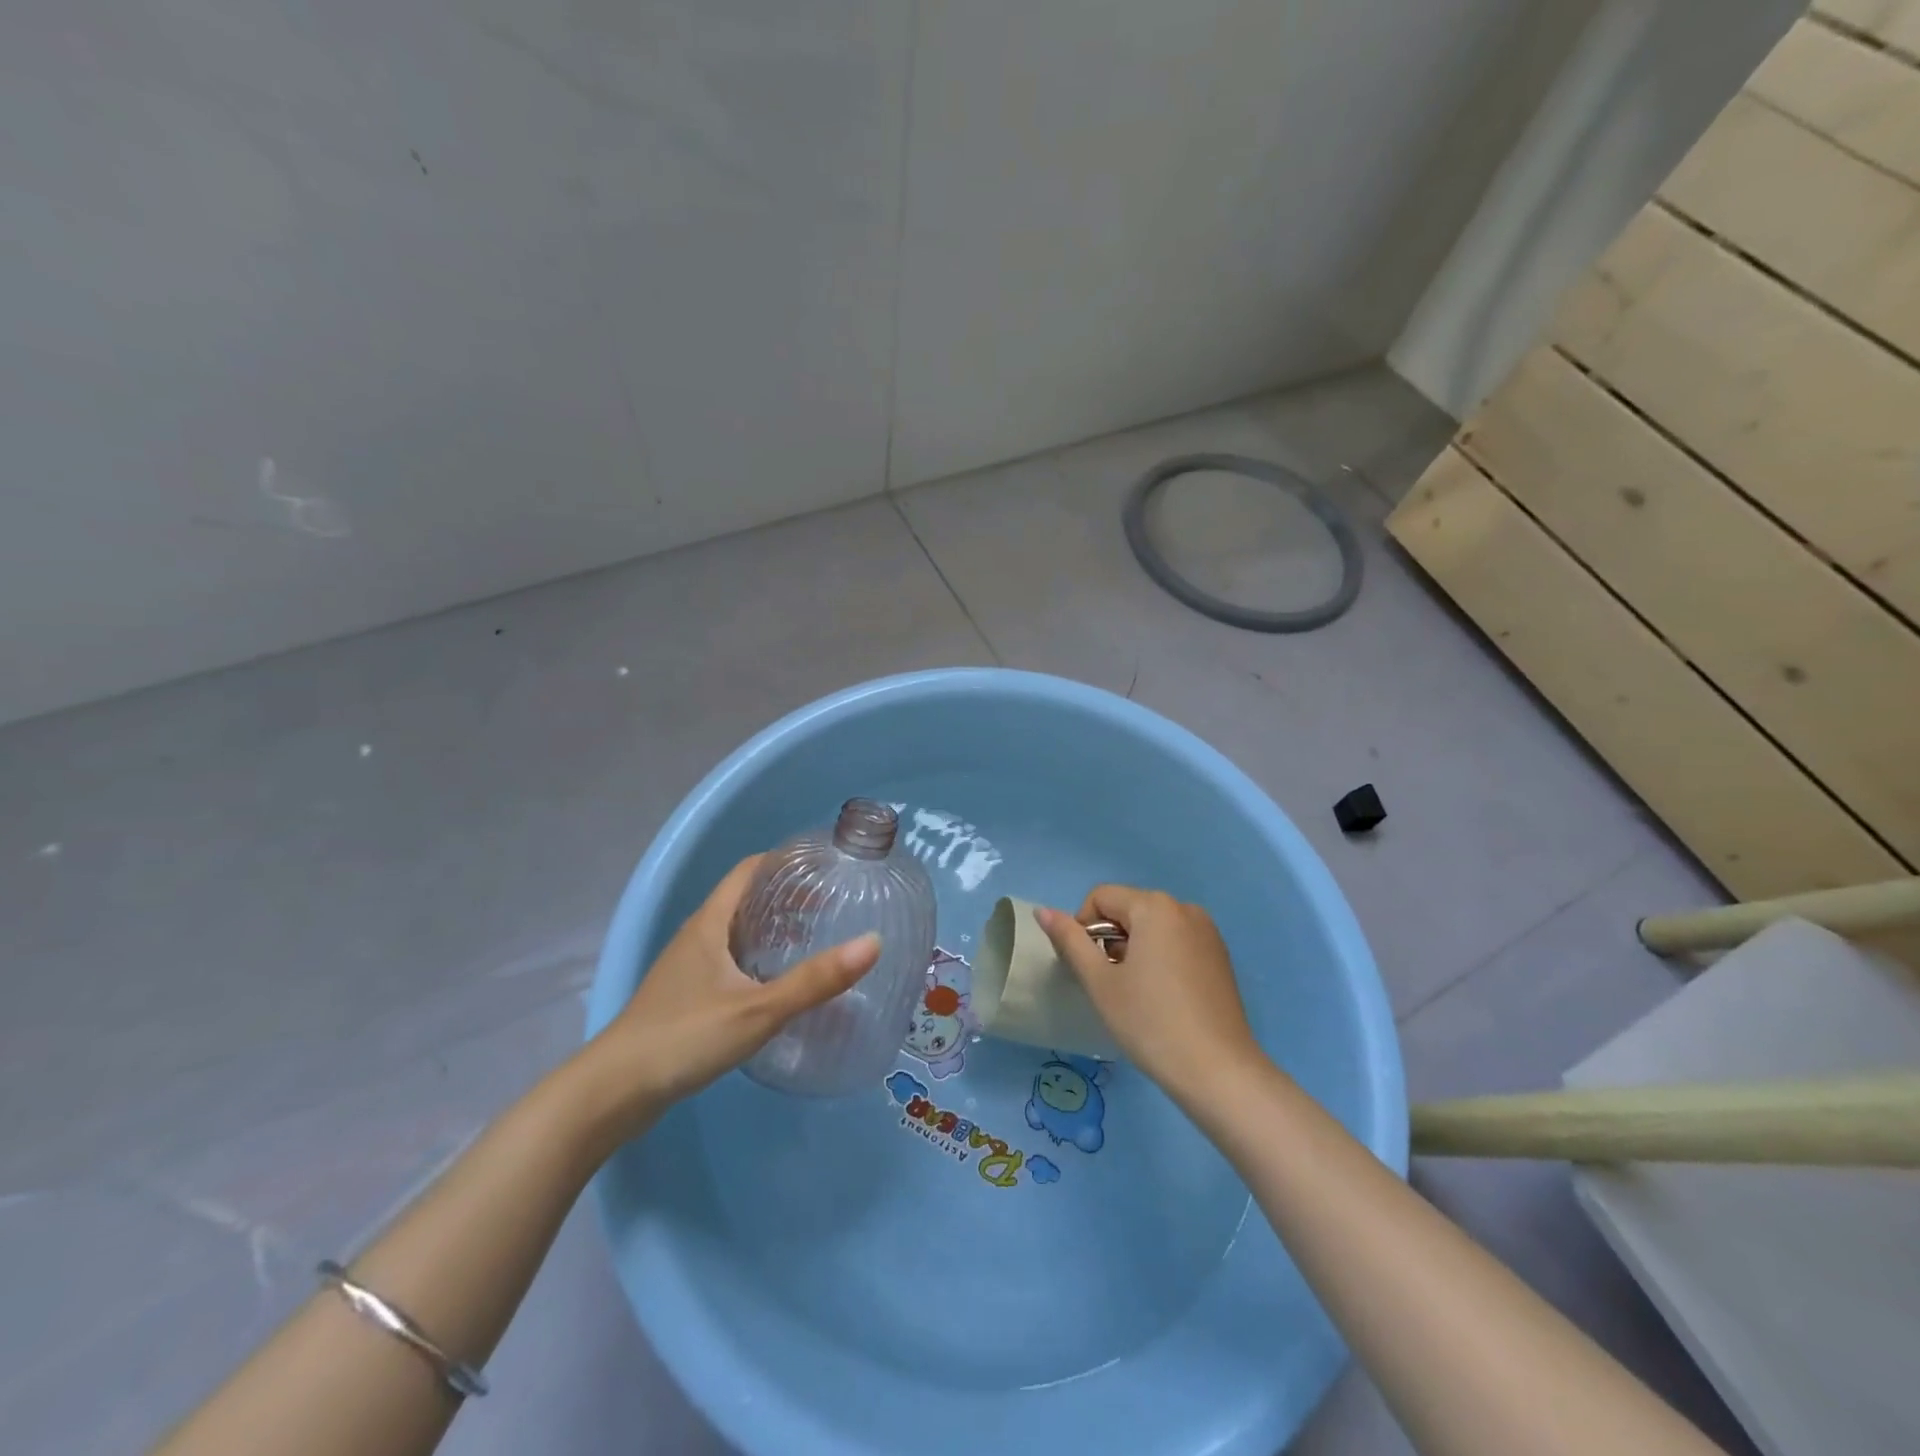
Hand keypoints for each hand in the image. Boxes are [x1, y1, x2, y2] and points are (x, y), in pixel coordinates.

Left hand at [582, 855, 881, 1134]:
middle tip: (832, 904)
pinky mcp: (686, 997)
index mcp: (710, 923)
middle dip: (787, 896)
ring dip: (774, 929)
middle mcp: (697, 936)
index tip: (824, 865)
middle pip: (746, 899)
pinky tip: (780, 984)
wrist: (614, 1093)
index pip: (749, 869)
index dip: (785, 861)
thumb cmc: (684, 1037)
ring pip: (738, 933)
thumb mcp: (758, 1009)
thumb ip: (815, 980)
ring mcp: (688, 968)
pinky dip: (759, 959)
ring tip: (815, 939)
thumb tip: (873, 943)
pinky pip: (730, 962)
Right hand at [1034, 886, 1266, 1105]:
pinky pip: (1177, 941)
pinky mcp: (1220, 956)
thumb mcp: (1100, 982)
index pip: (1101, 897)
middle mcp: (1184, 908)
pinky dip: (1160, 958)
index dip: (1083, 928)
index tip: (1090, 969)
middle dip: (1110, 939)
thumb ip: (1069, 940)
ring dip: (1134, 949)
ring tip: (1137, 993)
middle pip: (1128, 909)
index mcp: (1155, 906)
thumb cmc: (1150, 1022)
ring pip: (1153, 926)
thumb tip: (1043, 911)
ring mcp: (1207, 931)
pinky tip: (1163, 997)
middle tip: (1111, 984)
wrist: (1218, 1071)